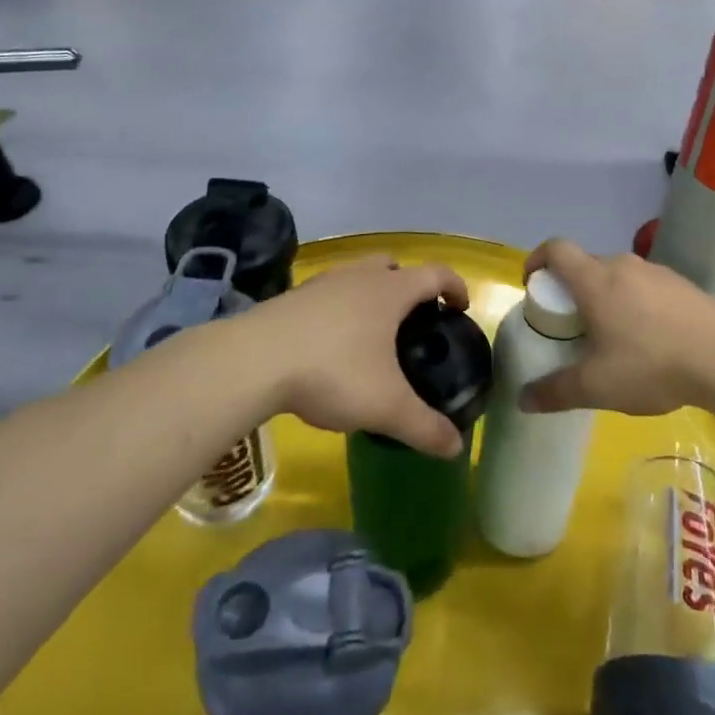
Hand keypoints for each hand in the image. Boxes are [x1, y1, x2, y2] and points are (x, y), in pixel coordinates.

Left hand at [230, 256, 468, 456]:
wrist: (253, 360)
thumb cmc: (332, 371)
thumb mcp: (386, 406)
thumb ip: (424, 426)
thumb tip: (456, 448)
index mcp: (390, 290)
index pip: (436, 273)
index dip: (455, 286)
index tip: (461, 307)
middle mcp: (359, 276)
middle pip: (394, 266)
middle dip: (409, 286)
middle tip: (414, 320)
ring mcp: (322, 283)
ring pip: (358, 277)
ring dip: (371, 295)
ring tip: (372, 334)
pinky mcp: (292, 298)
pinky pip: (328, 294)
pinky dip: (339, 310)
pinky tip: (331, 345)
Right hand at [518, 238, 714, 416]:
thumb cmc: (651, 365)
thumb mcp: (597, 387)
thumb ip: (556, 391)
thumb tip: (523, 399)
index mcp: (596, 281)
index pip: (556, 249)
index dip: (537, 260)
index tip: (532, 285)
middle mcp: (623, 266)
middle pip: (586, 264)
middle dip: (571, 289)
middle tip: (570, 324)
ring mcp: (656, 272)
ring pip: (617, 275)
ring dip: (605, 296)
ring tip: (610, 335)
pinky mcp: (682, 284)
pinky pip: (645, 286)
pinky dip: (634, 303)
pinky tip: (649, 339)